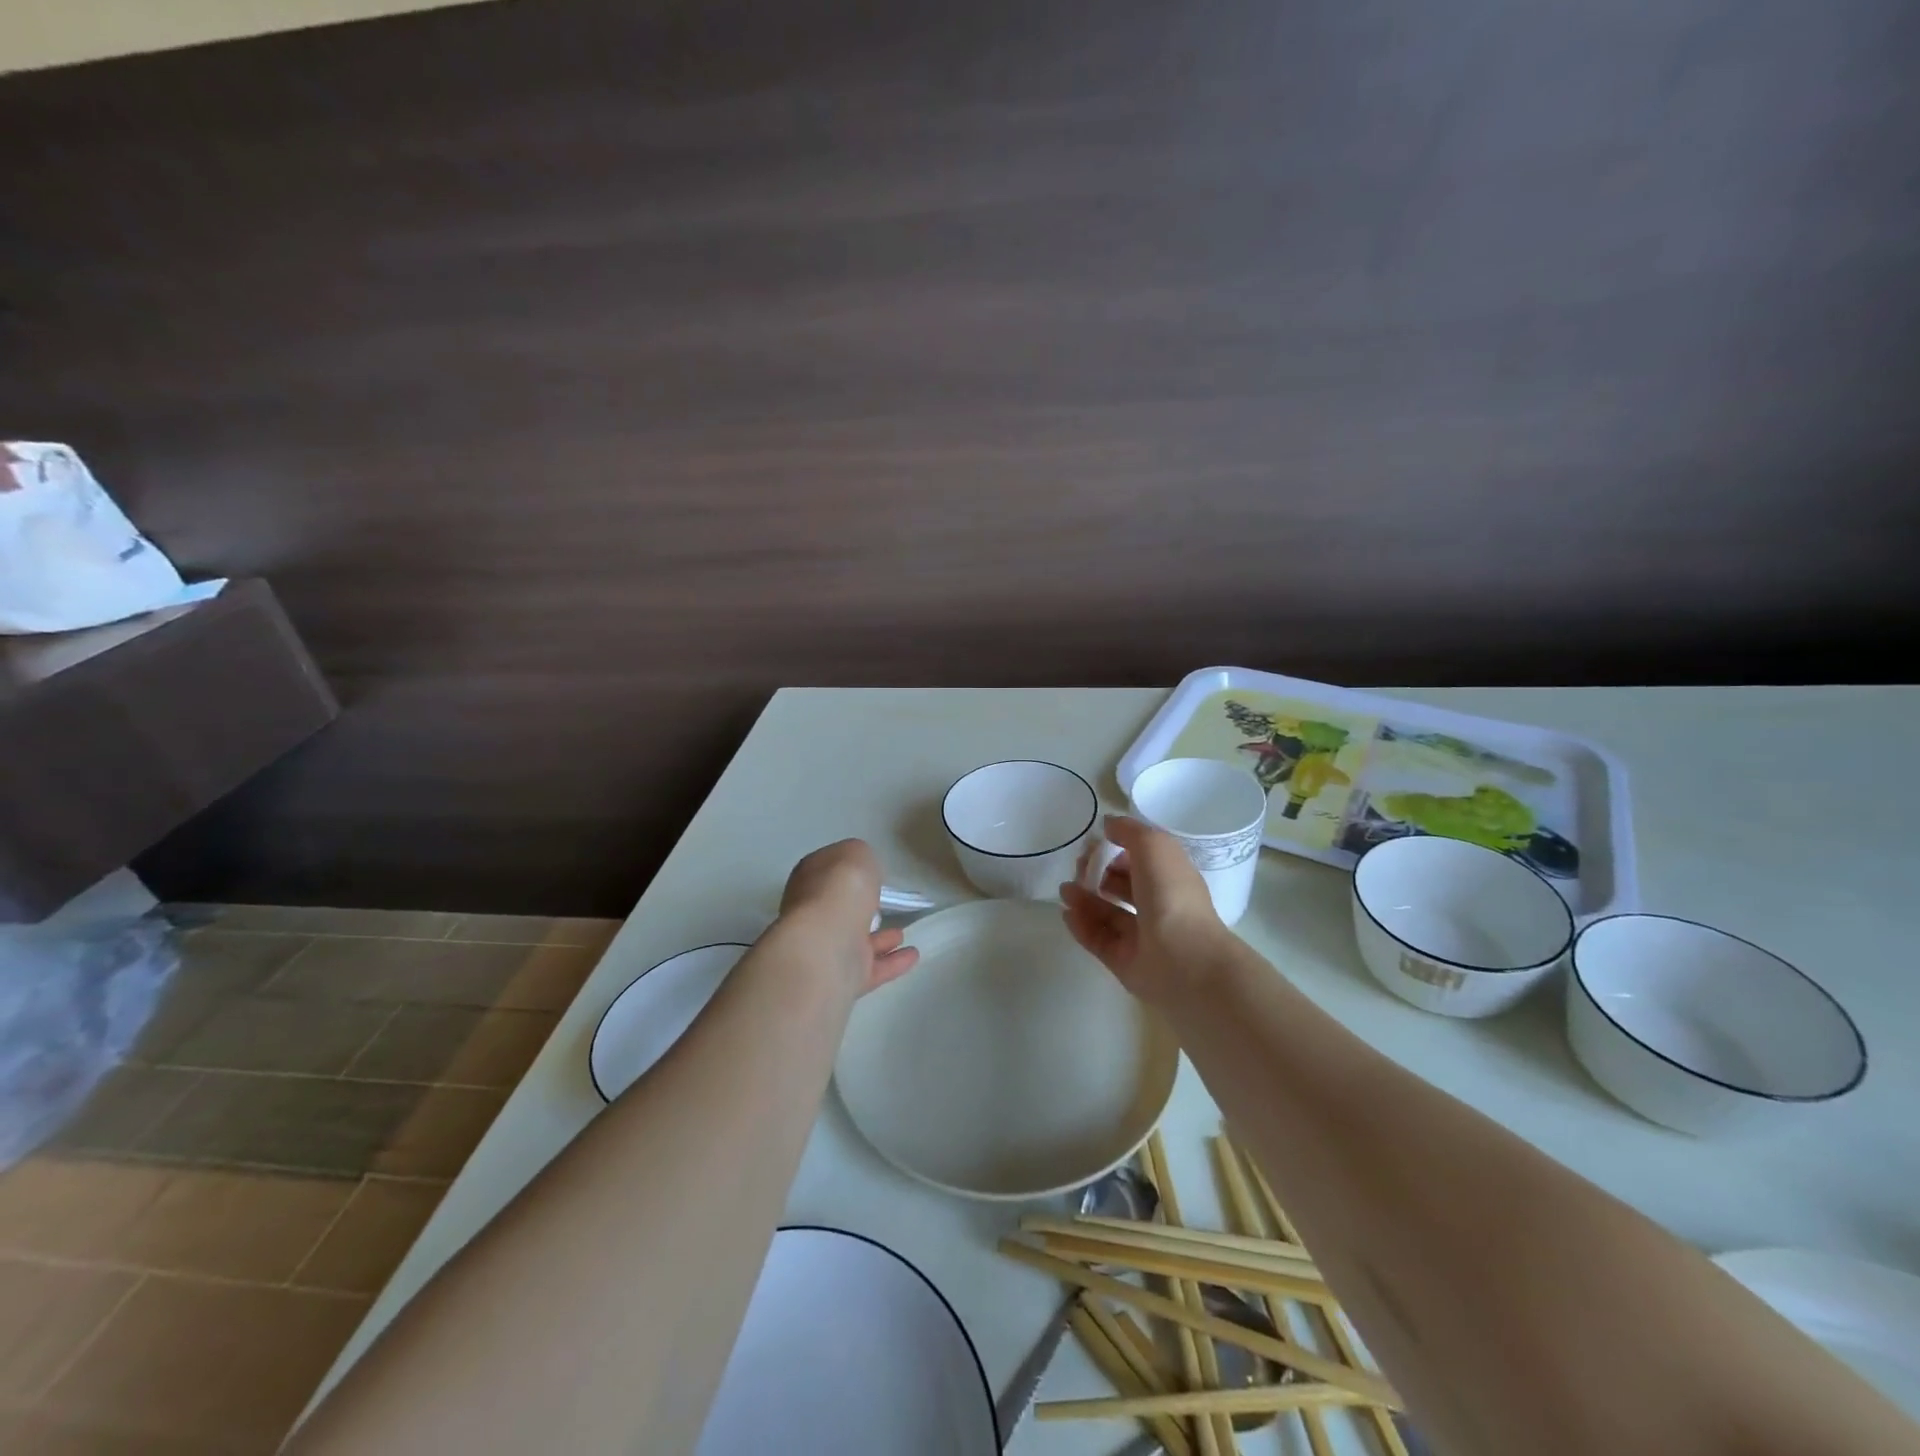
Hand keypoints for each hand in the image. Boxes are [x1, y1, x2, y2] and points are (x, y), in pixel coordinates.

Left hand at [777, 839, 919, 996]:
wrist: (826, 944)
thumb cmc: (840, 889)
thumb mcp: (856, 854)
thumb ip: (861, 859)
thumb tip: (862, 872)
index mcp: (810, 879)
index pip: (829, 871)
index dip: (848, 871)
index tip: (871, 873)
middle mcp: (813, 913)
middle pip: (839, 908)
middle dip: (859, 908)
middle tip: (883, 904)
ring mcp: (826, 948)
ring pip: (855, 940)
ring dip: (879, 938)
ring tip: (903, 932)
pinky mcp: (842, 977)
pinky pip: (872, 967)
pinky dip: (893, 962)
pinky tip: (913, 955)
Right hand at [1060, 816, 1228, 1004]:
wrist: (1184, 960)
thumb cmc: (1171, 895)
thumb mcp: (1154, 846)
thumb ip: (1129, 830)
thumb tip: (1108, 825)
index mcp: (1171, 877)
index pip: (1141, 859)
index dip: (1117, 848)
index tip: (1094, 843)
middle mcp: (1158, 905)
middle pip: (1121, 885)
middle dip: (1097, 872)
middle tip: (1078, 868)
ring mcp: (1142, 936)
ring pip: (1107, 913)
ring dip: (1084, 898)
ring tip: (1065, 890)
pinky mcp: (1124, 961)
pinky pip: (1098, 939)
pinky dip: (1082, 925)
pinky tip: (1067, 913)